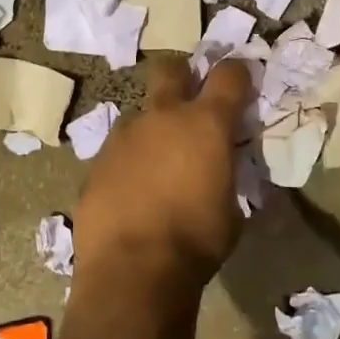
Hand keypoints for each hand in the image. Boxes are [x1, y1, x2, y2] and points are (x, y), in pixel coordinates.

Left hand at [73, 58, 253, 296]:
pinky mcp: (98, 160)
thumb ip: (227, 175)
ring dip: (153, 129)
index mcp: (206, 123)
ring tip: (158, 164)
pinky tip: (132, 190)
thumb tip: (221, 171)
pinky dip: (130, 161)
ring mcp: (125, 135)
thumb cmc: (196, 241)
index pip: (229, 75)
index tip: (242, 82)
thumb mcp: (232, 210)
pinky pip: (119, 149)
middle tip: (190, 99)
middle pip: (171, 69)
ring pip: (141, 113)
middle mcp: (164, 116)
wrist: (132, 269)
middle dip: (183, 76)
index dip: (238, 73)